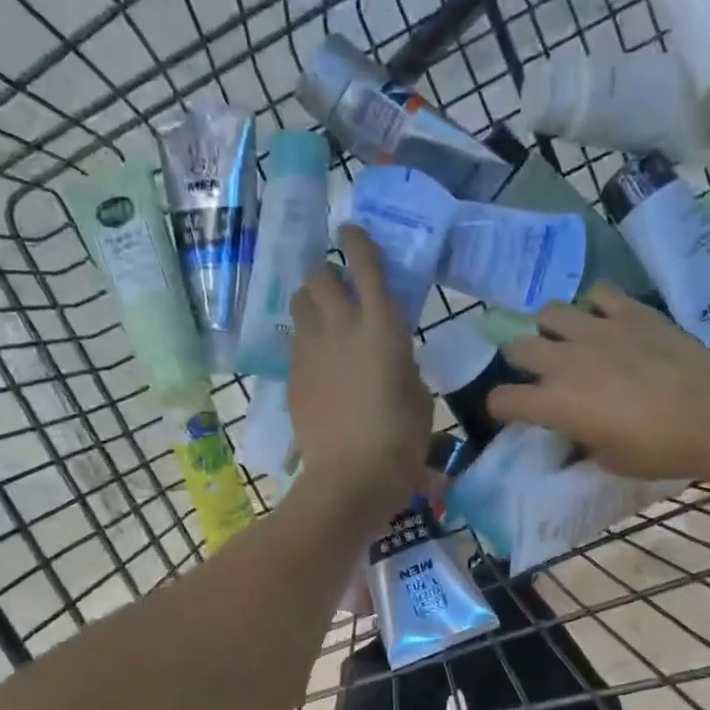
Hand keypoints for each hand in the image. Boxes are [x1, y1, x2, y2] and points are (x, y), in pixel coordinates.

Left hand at [288, 225, 430, 525]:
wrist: (350, 477)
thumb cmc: (400, 440)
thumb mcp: (418, 396)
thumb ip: (403, 364)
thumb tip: (390, 358)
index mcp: (381, 326)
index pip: (364, 264)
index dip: (357, 241)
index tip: (350, 231)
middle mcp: (340, 326)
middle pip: (319, 275)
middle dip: (327, 275)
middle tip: (339, 290)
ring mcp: (310, 350)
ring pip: (298, 303)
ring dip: (311, 303)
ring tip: (323, 321)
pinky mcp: (291, 376)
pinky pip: (294, 341)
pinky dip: (304, 340)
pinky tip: (317, 362)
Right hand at [488, 287, 709, 481]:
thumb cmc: (658, 449)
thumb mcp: (609, 462)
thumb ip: (581, 446)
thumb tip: (573, 441)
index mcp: (553, 403)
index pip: (502, 399)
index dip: (501, 408)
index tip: (513, 413)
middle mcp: (564, 360)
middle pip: (517, 346)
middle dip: (519, 359)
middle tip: (537, 371)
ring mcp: (596, 330)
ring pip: (549, 311)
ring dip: (550, 326)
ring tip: (565, 338)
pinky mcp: (630, 312)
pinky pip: (599, 295)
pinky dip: (595, 306)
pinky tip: (606, 320)